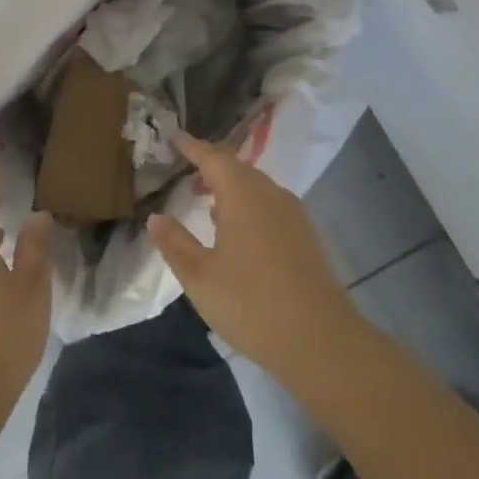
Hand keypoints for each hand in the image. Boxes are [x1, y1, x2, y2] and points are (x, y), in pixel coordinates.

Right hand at [148, 133, 363, 386]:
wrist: (321, 342)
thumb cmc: (251, 304)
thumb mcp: (199, 277)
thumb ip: (175, 243)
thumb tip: (156, 217)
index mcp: (242, 195)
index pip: (213, 158)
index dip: (193, 147)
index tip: (175, 137)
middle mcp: (270, 195)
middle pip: (238, 169)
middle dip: (213, 165)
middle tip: (189, 168)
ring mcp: (293, 215)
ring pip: (257, 187)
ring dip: (232, 187)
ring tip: (208, 200)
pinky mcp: (306, 237)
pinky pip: (271, 206)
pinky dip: (249, 205)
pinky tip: (239, 230)